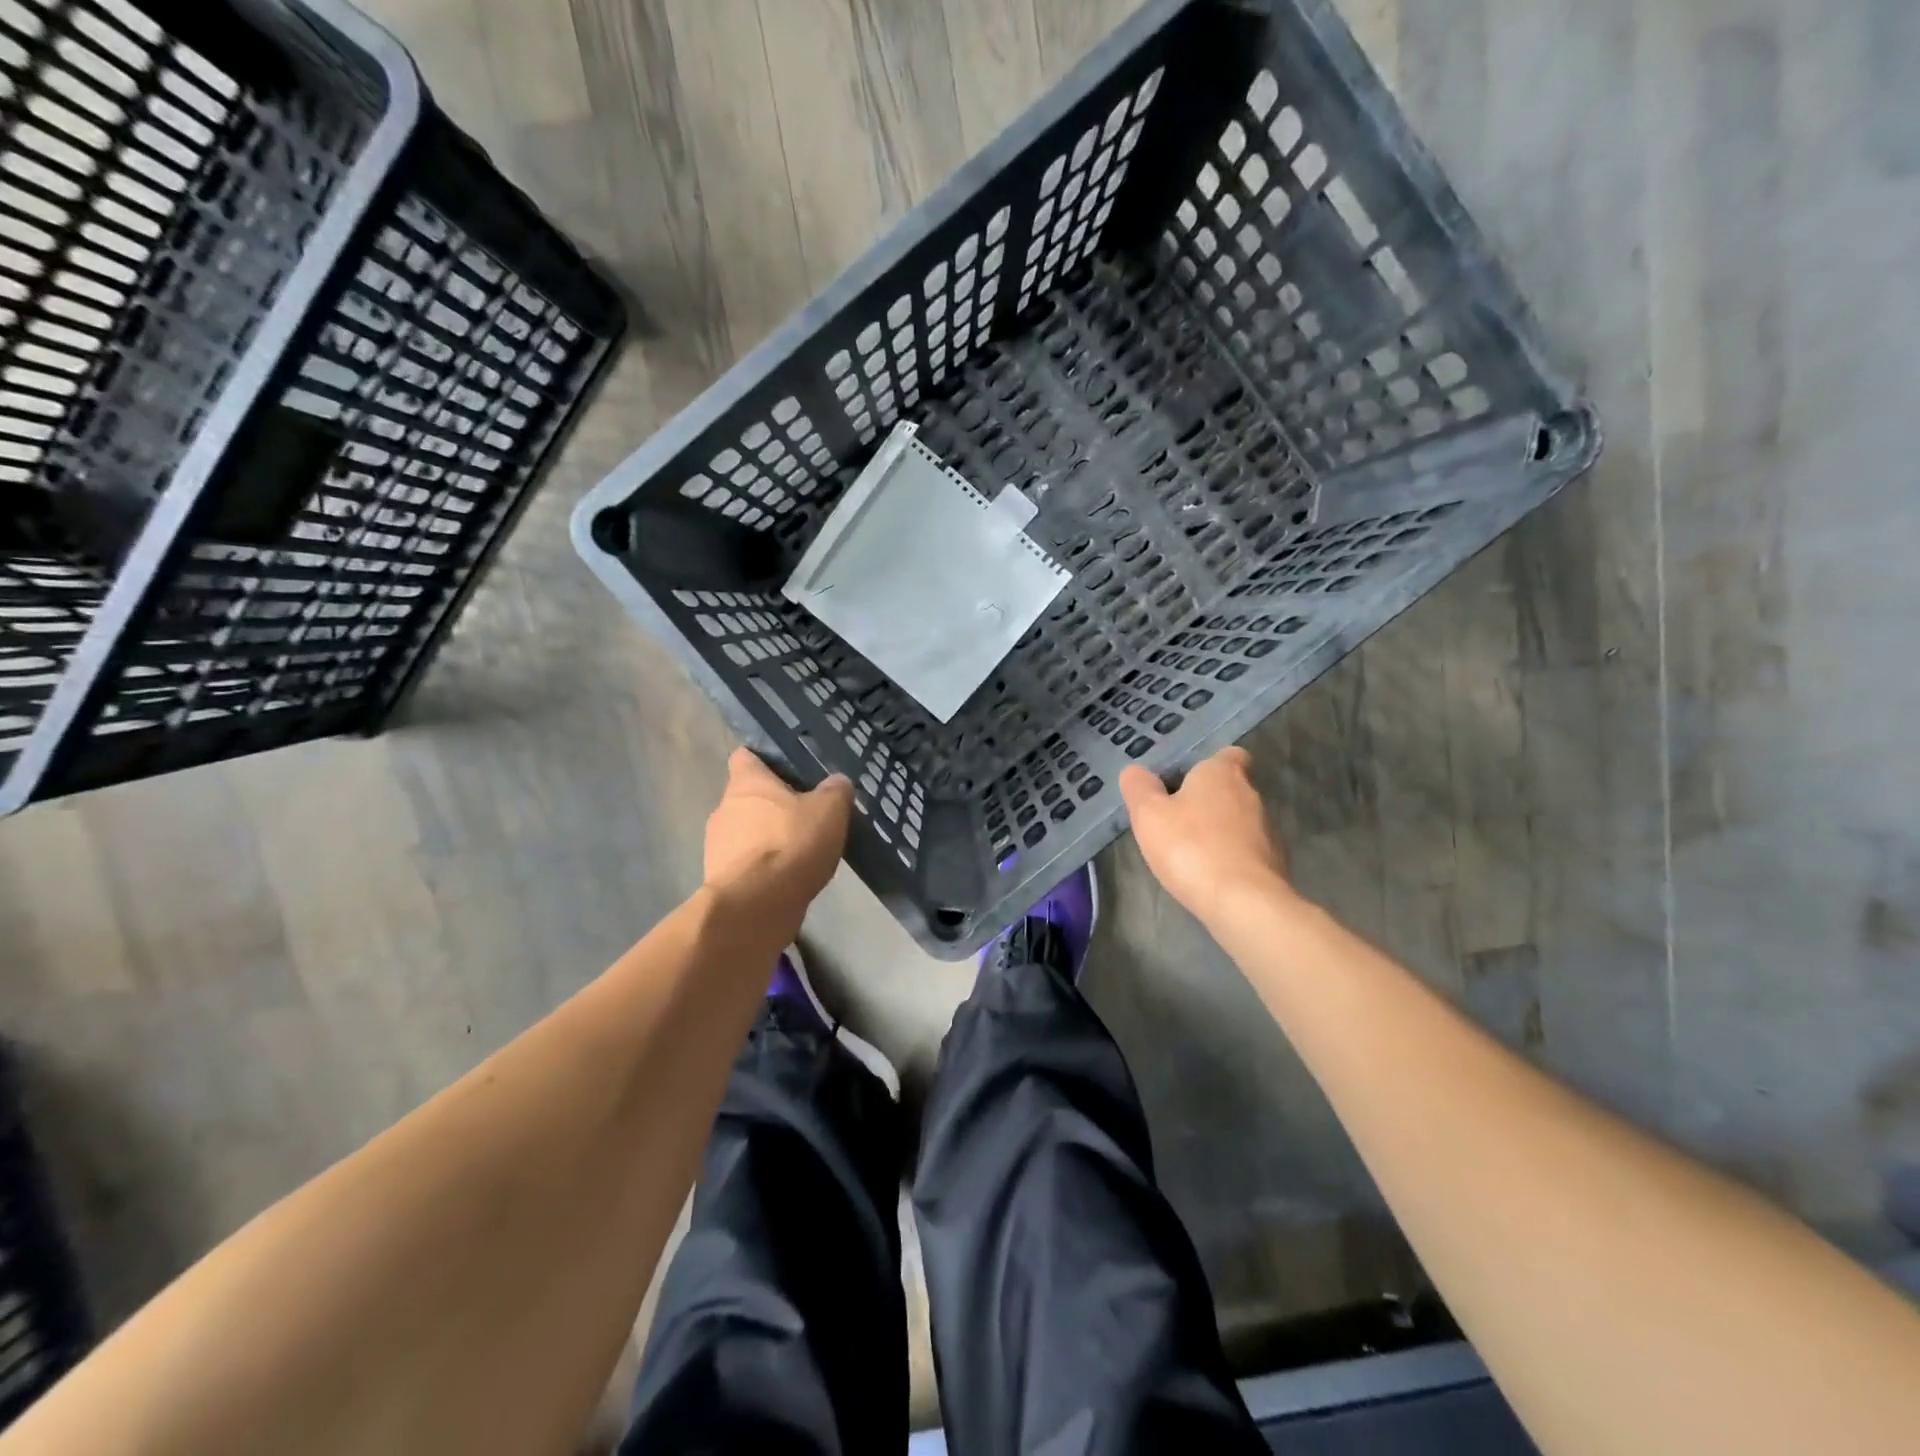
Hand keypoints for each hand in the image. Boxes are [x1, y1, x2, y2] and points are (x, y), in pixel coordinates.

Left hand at [704, 749, 852, 932]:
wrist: (757, 905)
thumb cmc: (791, 843)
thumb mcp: (829, 810)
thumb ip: (836, 791)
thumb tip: (838, 782)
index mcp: (746, 783)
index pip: (745, 756)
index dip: (765, 760)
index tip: (789, 771)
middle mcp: (724, 808)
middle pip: (748, 797)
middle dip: (773, 805)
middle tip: (805, 815)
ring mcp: (717, 845)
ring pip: (745, 832)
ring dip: (767, 838)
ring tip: (799, 852)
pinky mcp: (719, 879)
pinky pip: (745, 864)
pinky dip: (763, 868)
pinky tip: (787, 878)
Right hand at [1119, 747, 1293, 924]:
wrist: (1243, 902)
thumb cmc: (1190, 847)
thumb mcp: (1149, 814)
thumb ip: (1139, 788)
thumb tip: (1135, 770)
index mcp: (1222, 774)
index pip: (1229, 755)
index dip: (1211, 764)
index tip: (1189, 780)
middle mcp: (1251, 795)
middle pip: (1232, 789)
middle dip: (1209, 801)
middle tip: (1178, 818)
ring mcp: (1268, 830)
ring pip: (1241, 821)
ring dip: (1220, 831)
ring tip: (1191, 851)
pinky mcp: (1275, 863)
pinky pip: (1248, 851)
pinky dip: (1232, 857)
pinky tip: (1211, 875)